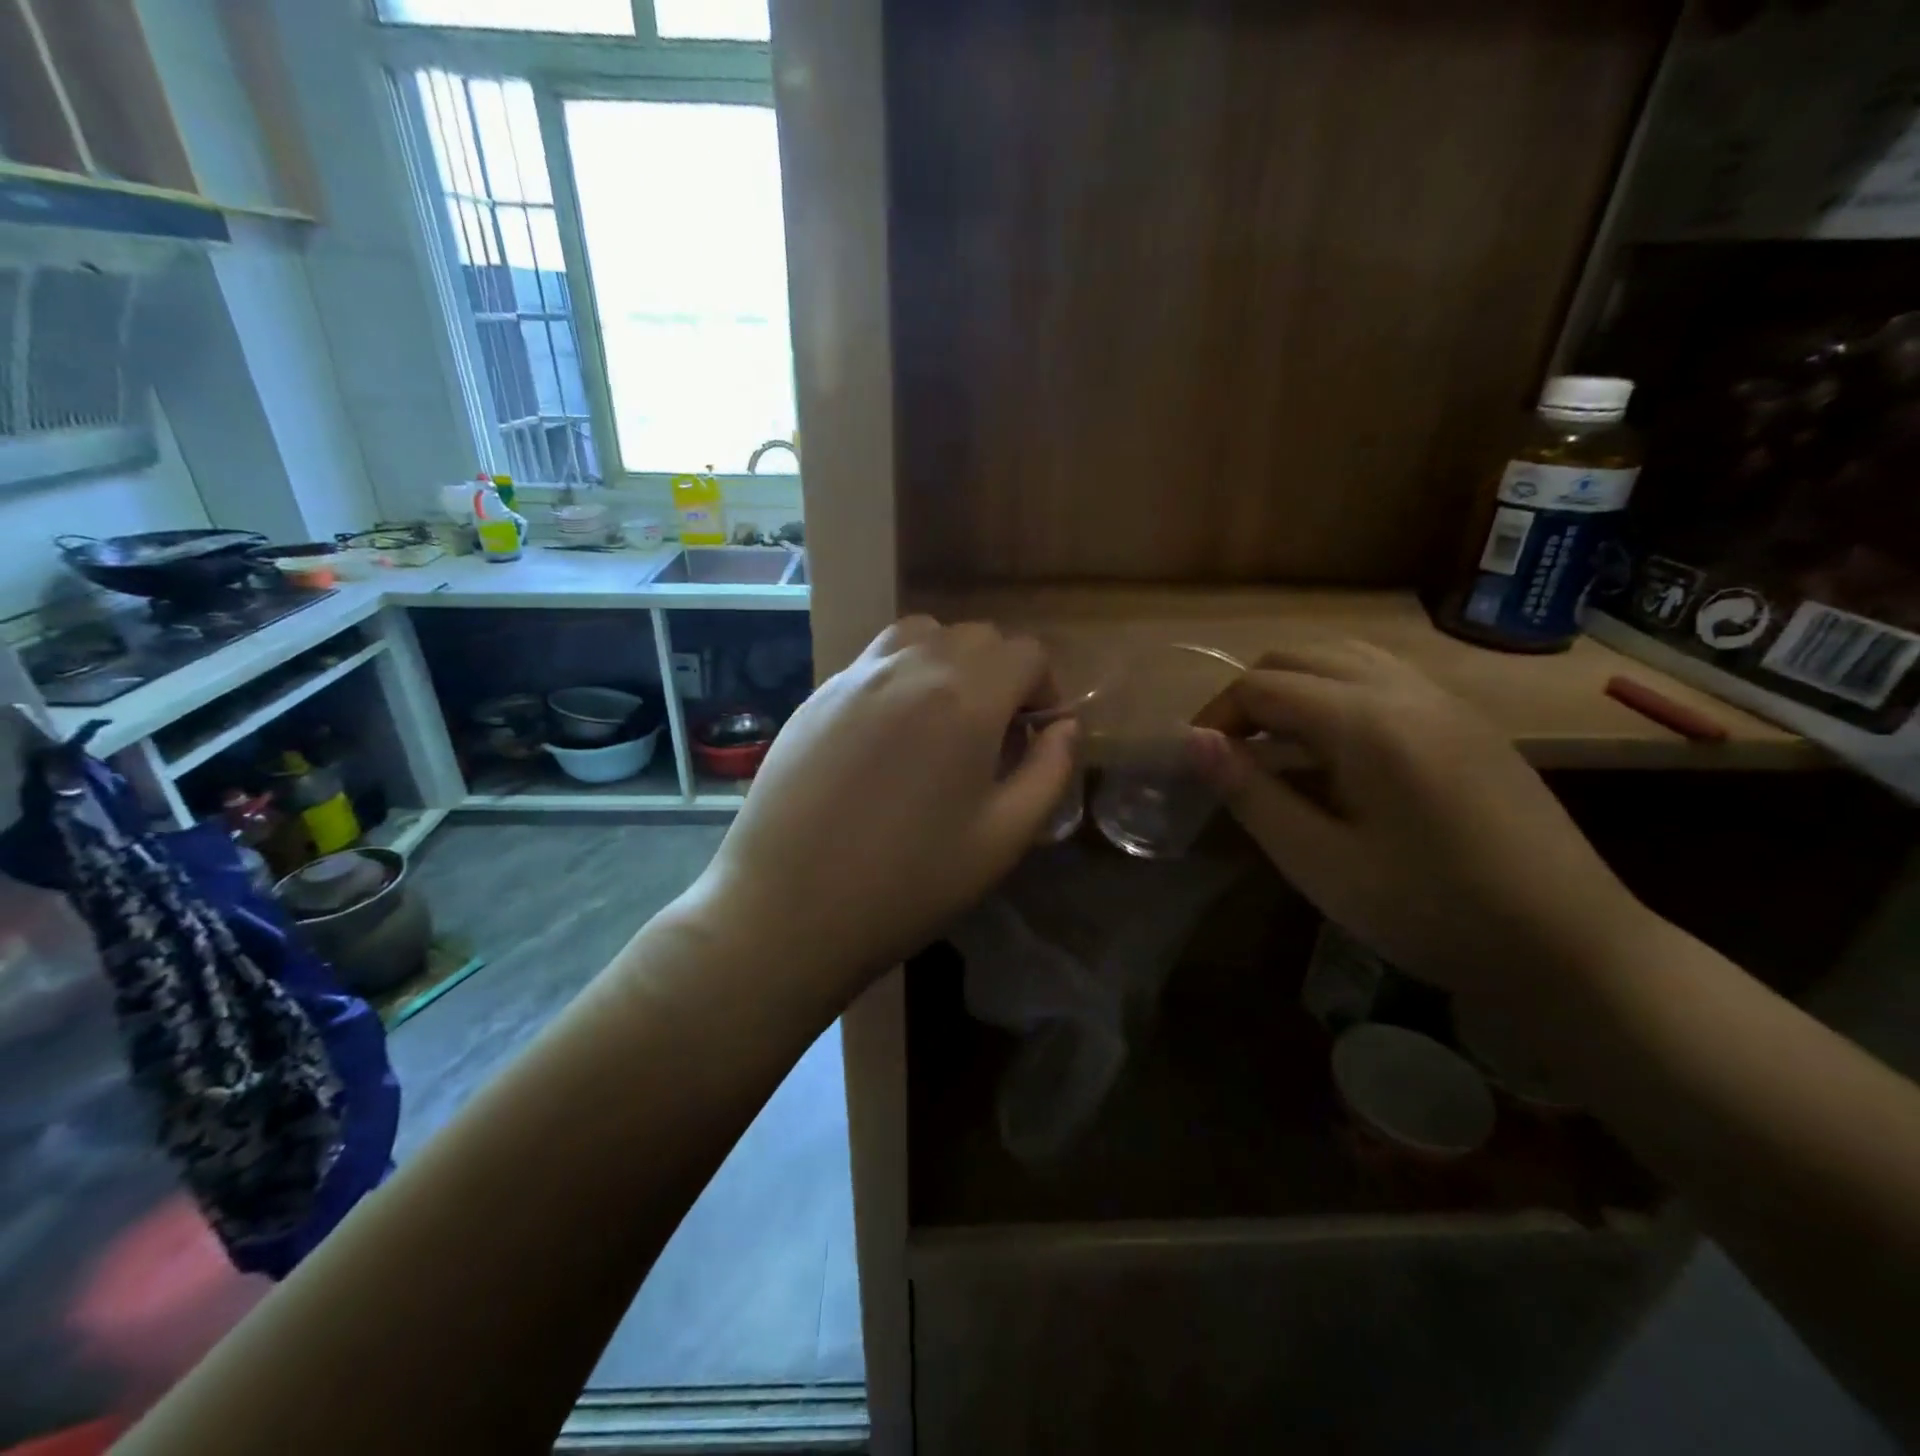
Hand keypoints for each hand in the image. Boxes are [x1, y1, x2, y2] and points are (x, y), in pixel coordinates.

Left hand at [685, 617, 1075, 997]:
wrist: (787, 908)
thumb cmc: (907, 883)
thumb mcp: (1002, 838)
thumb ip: (1048, 772)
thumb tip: (1065, 727)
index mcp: (965, 698)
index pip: (1025, 653)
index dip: (1045, 687)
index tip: (1037, 732)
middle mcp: (911, 667)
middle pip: (977, 636)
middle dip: (1001, 673)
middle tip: (996, 732)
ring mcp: (857, 674)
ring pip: (922, 634)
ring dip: (950, 661)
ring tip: (945, 718)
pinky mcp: (818, 693)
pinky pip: (876, 659)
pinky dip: (903, 673)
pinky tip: (890, 732)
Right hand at [1193, 641, 1657, 997]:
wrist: (1570, 945)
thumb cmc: (1431, 911)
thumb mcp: (1321, 863)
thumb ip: (1252, 794)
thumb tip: (1194, 742)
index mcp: (1367, 722)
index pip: (1263, 686)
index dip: (1216, 716)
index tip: (1196, 761)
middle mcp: (1405, 690)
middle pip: (1299, 657)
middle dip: (1249, 694)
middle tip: (1229, 752)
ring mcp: (1444, 699)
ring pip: (1344, 655)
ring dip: (1293, 685)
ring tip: (1274, 742)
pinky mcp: (1467, 719)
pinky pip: (1384, 674)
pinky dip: (1337, 689)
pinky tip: (1335, 744)